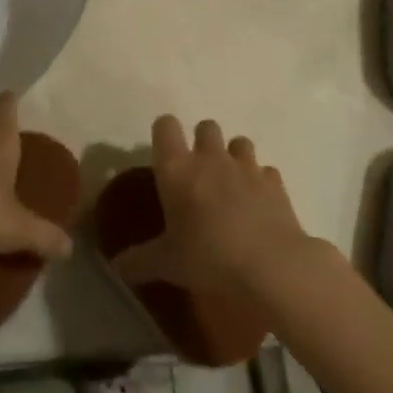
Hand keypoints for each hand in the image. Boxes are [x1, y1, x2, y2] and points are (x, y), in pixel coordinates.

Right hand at [113, 116, 315, 299]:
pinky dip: (261, 182)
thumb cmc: (208, 258)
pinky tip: (259, 205)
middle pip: (206, 126)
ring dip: (234, 157)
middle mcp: (210, 157)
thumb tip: (117, 267)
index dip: (164, 133)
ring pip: (239, 142)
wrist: (270, 266)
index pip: (165, 126)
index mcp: (177, 169)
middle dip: (202, 143)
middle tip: (199, 174)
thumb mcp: (167, 264)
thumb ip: (139, 261)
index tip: (164, 154)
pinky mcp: (275, 182)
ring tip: (231, 185)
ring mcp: (246, 166)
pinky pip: (265, 171)